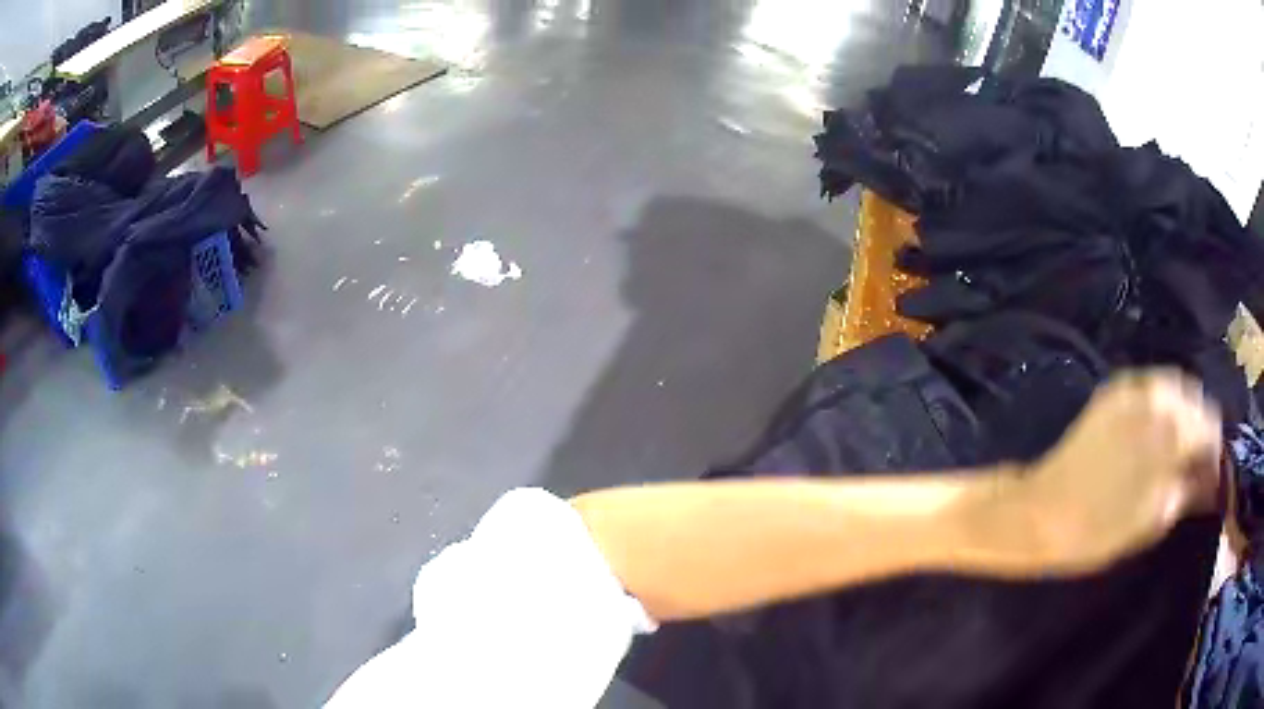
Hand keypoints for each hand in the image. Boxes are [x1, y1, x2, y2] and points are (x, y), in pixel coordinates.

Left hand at [1013, 369, 1222, 573]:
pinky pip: (1152, 386)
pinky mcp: (1114, 389)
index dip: (1213, 453)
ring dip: (1184, 414)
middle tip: (1192, 464)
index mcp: (1173, 429)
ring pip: (1176, 388)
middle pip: (1197, 401)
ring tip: (1175, 450)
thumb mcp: (1153, 521)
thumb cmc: (1098, 530)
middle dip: (1200, 431)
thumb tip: (1211, 479)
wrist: (1039, 513)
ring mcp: (1133, 386)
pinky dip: (1162, 404)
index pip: (1211, 426)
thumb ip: (1188, 491)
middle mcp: (1158, 396)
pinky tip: (1155, 432)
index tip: (1209, 476)